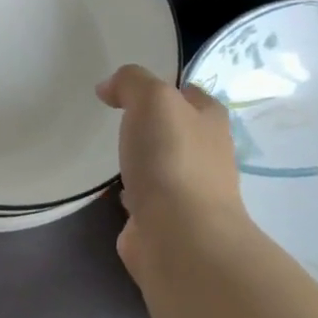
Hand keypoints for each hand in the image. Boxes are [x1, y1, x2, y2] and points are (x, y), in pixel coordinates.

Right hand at [97, 65, 249, 279]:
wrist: (179, 235)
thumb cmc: (171, 158)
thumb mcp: (152, 99)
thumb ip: (131, 82)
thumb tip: (109, 87)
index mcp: (210, 120)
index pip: (189, 93)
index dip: (161, 86)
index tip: (127, 89)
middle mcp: (206, 153)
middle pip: (175, 130)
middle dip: (149, 126)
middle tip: (112, 119)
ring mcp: (188, 190)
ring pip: (159, 164)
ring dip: (139, 160)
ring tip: (106, 152)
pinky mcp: (167, 220)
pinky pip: (144, 197)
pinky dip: (128, 193)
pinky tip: (107, 190)